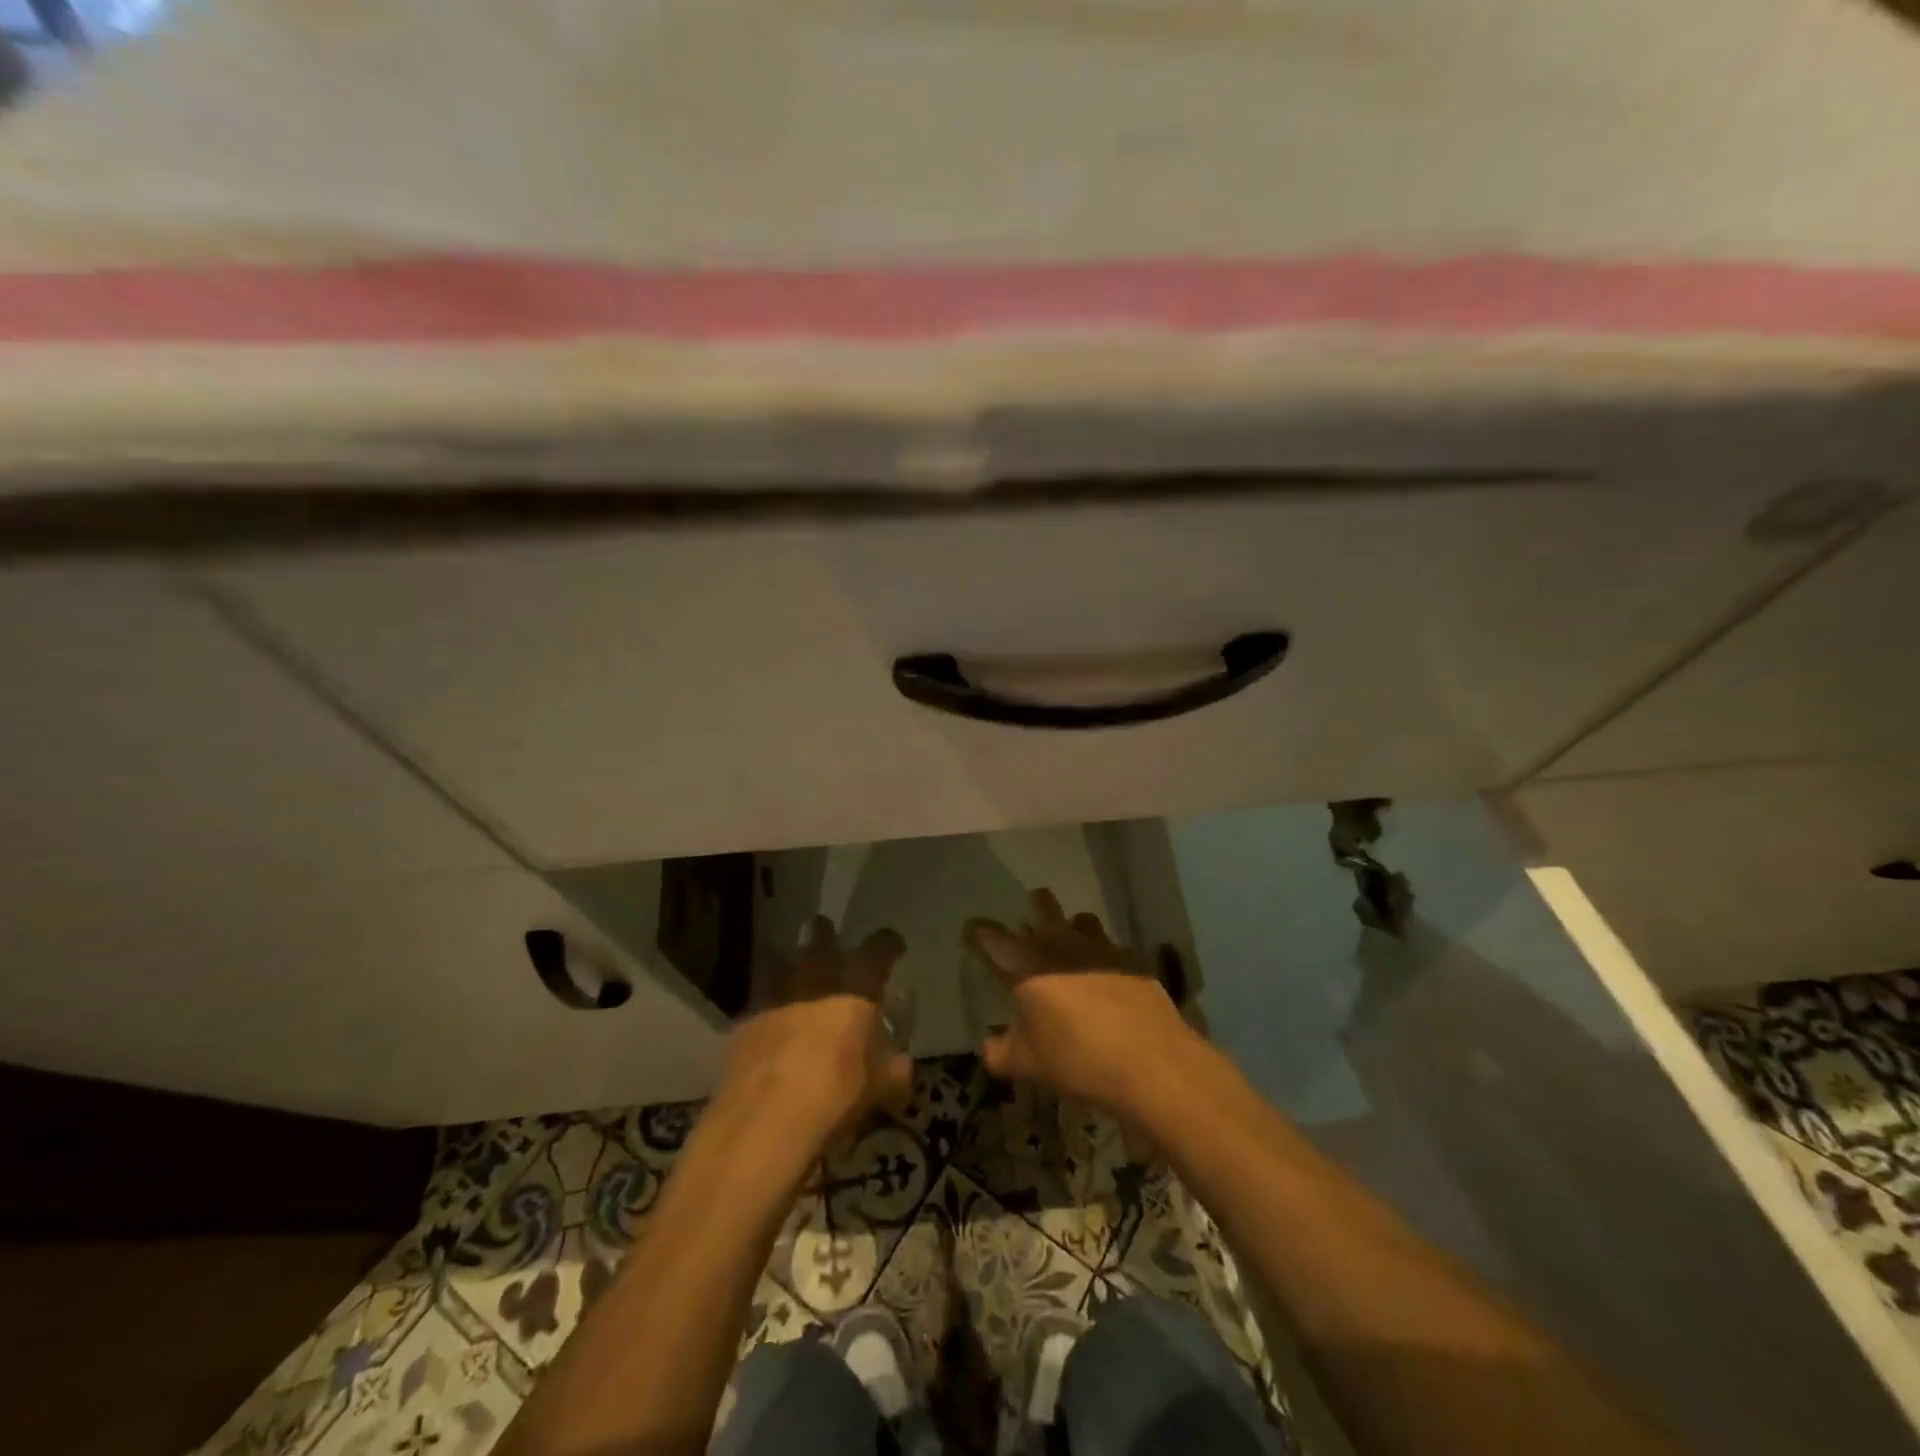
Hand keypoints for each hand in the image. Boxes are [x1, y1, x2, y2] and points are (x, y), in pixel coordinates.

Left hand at [719, 916, 911, 1143]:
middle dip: (824, 936)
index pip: (876, 953)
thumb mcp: (877, 1091)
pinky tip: (770, 1019)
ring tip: (791, 966)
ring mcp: (776, 1001)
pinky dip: (768, 1004)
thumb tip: (901, 1065)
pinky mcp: (745, 1025)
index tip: (892, 945)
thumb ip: (892, 1072)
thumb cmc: (834, 1099)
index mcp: (855, 994)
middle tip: (825, 930)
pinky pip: (760, 1000)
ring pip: (781, 965)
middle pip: (819, 945)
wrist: (764, 1124)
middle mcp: (815, 986)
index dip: (886, 945)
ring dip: (788, 963)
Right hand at [963, 888, 1200, 1113]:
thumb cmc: (1077, 1059)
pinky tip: (1106, 981)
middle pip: (1041, 903)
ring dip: (1071, 929)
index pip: (988, 936)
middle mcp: (1059, 942)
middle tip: (1028, 932)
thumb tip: (989, 1047)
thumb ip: (1001, 1052)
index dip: (976, 933)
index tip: (972, 937)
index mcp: (1025, 963)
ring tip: (1070, 953)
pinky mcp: (1131, 958)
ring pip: (1080, 918)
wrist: (1150, 1062)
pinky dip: (1103, 958)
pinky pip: (1110, 946)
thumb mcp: (1028, 1064)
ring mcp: (1099, 946)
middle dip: (1032, 909)